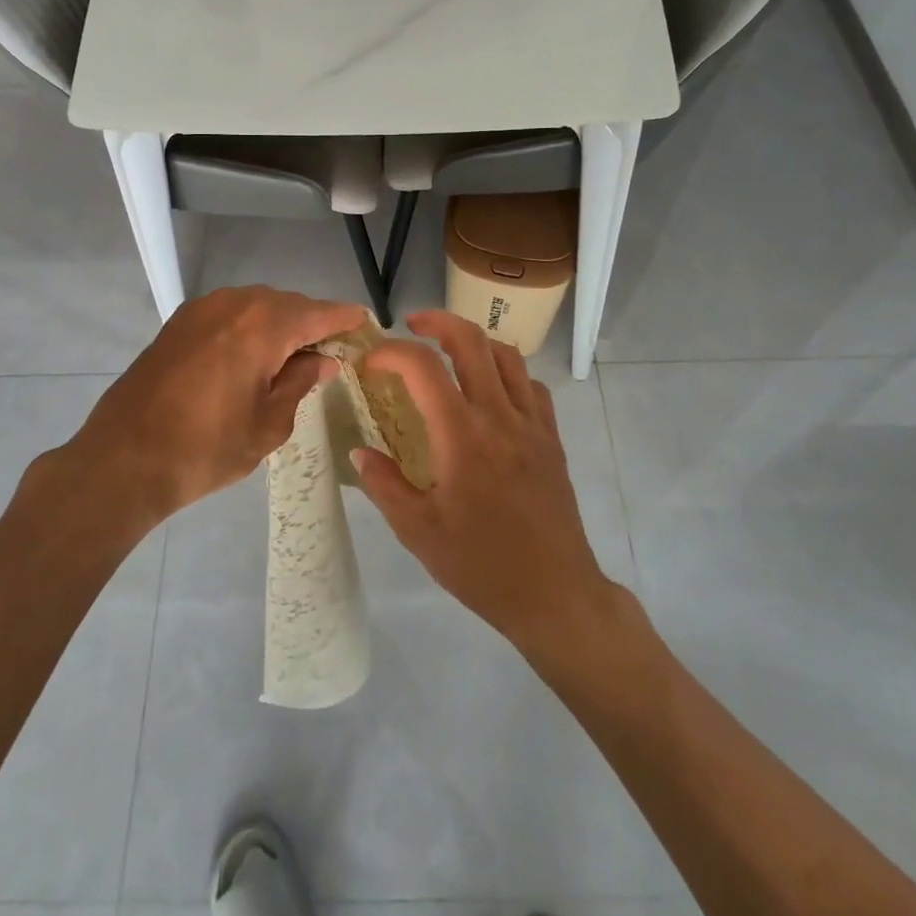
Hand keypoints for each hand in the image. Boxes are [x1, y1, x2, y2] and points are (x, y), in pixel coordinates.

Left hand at [60, 287, 366, 527]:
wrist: (122, 461)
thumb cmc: (205, 450)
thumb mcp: (268, 426)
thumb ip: (299, 383)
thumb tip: (322, 360)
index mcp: (263, 326)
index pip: (318, 313)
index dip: (344, 318)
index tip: (365, 322)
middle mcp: (234, 304)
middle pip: (287, 304)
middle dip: (311, 323)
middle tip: (329, 350)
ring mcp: (201, 310)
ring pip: (256, 306)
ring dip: (279, 324)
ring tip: (292, 355)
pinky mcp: (178, 323)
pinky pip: (229, 314)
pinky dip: (249, 326)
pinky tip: (252, 354)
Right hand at [352, 310, 616, 649]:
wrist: (555, 594)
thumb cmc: (481, 566)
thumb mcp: (418, 531)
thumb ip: (384, 484)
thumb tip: (359, 450)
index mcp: (462, 435)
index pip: (423, 366)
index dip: (391, 352)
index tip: (369, 362)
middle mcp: (499, 415)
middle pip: (472, 340)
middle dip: (438, 321)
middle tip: (412, 326)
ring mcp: (532, 423)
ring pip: (507, 355)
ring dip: (474, 341)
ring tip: (449, 351)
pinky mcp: (552, 438)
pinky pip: (531, 386)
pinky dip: (507, 372)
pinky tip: (491, 392)